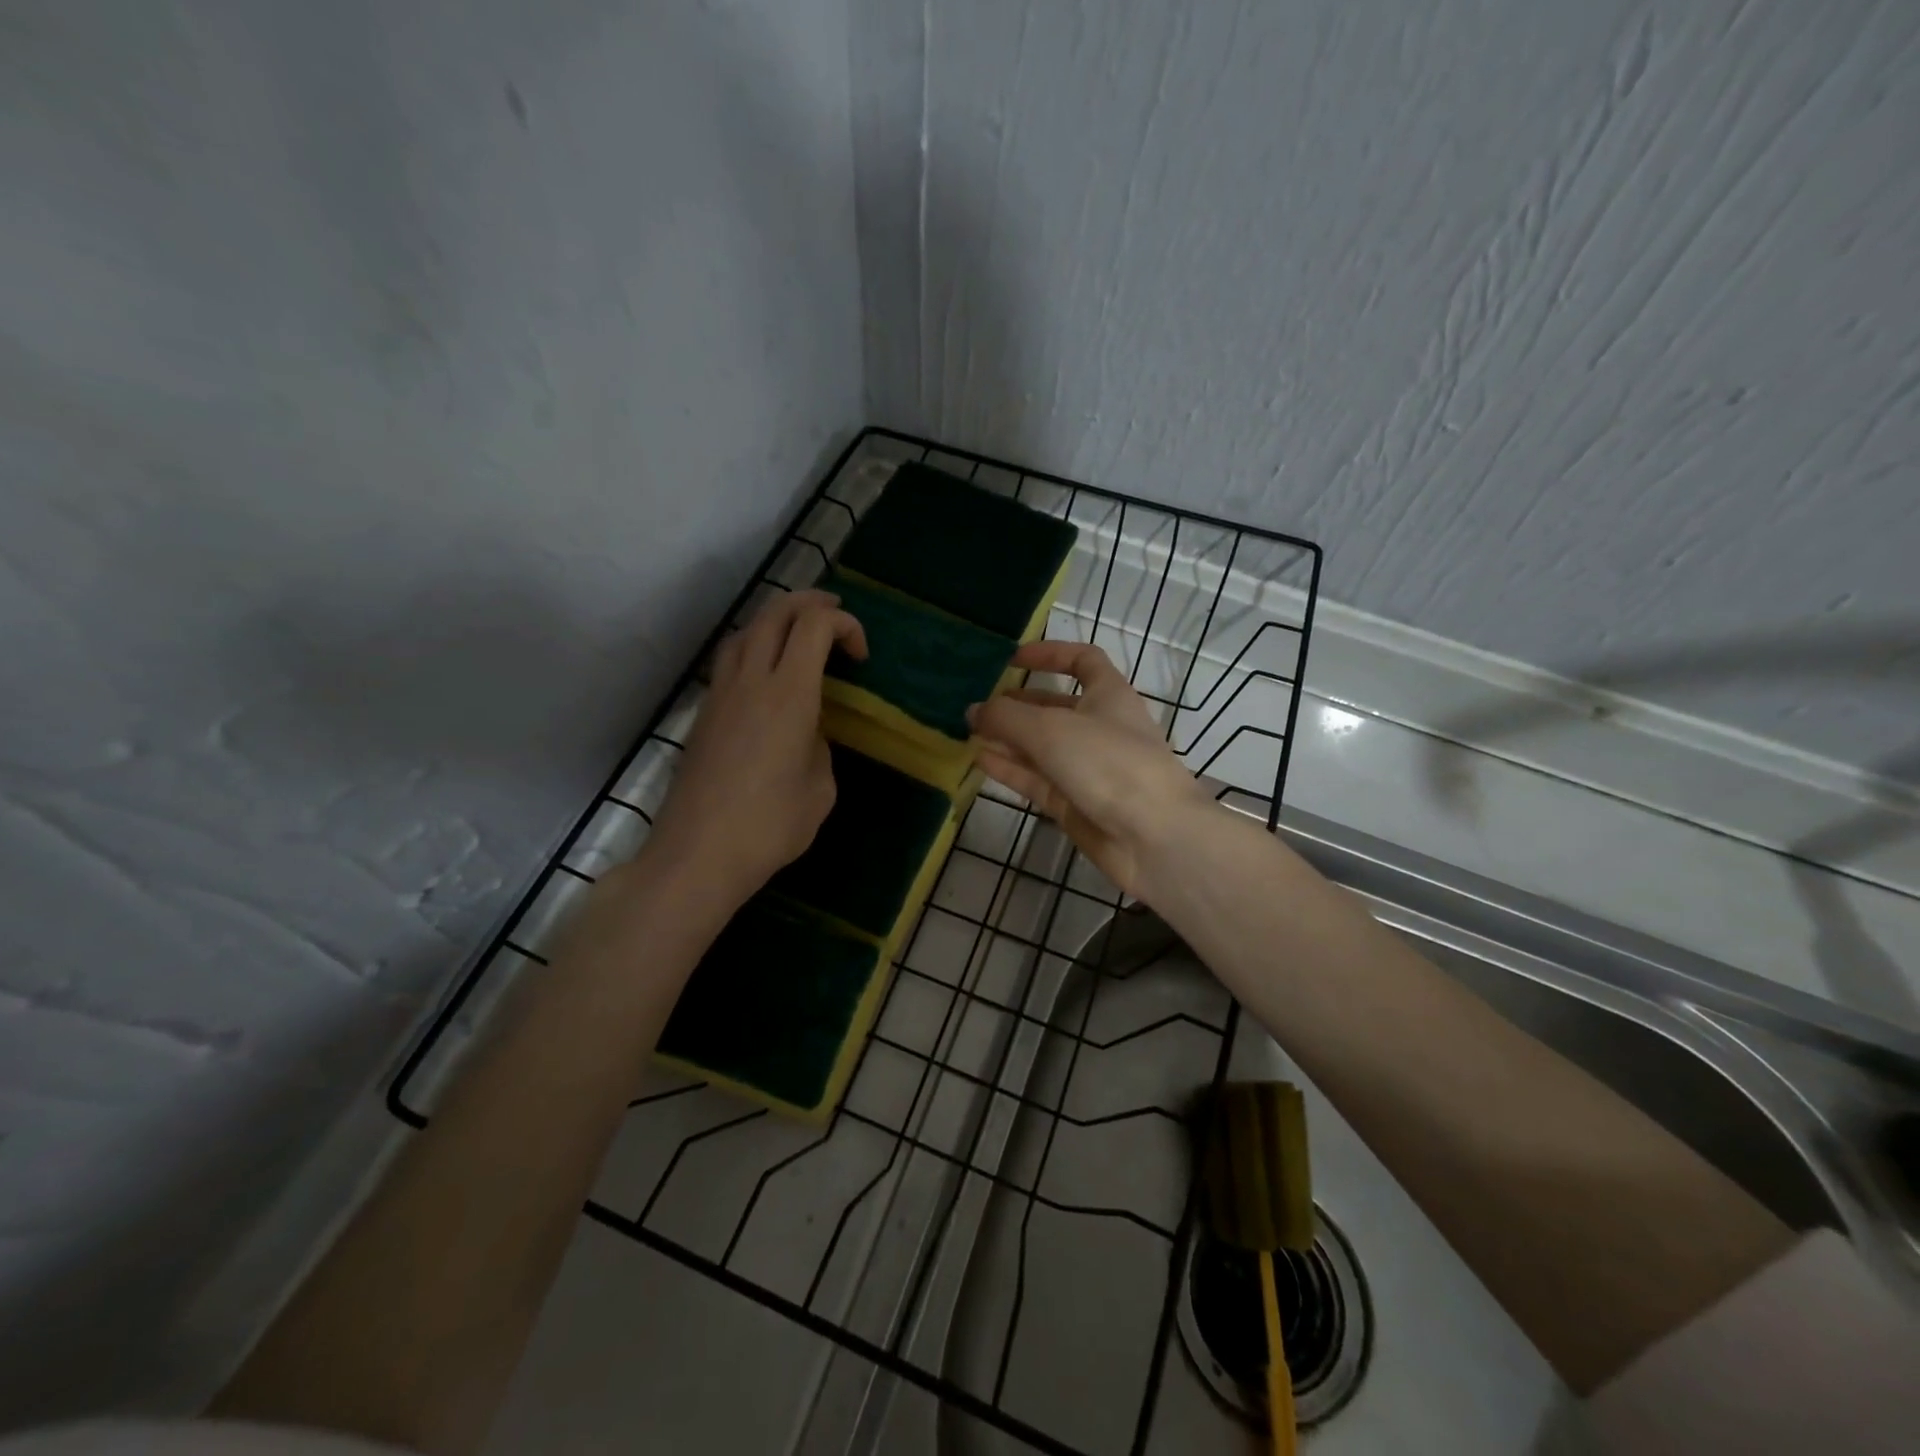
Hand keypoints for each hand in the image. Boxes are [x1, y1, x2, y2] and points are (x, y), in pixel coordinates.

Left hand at [642, 589, 867, 908]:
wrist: (698, 855)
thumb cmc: (770, 826)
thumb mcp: (820, 789)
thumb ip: (819, 748)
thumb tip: (806, 736)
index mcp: (789, 694)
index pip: (815, 626)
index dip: (845, 625)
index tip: (861, 657)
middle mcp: (750, 681)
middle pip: (776, 613)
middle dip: (811, 604)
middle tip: (835, 615)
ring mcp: (720, 695)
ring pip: (746, 631)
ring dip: (777, 620)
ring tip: (799, 634)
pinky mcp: (703, 714)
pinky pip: (729, 660)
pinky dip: (754, 647)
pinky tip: (766, 674)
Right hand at [967, 642, 1212, 898]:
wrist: (1152, 837)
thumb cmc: (1109, 763)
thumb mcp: (1051, 729)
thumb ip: (1006, 717)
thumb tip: (973, 711)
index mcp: (1109, 696)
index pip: (1083, 661)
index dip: (1050, 654)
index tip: (1013, 659)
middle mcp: (1099, 728)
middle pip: (1054, 707)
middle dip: (1018, 703)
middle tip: (977, 703)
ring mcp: (1087, 768)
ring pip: (1041, 746)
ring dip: (1008, 737)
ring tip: (968, 731)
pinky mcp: (1074, 803)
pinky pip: (1036, 779)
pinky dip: (1010, 768)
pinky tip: (979, 760)